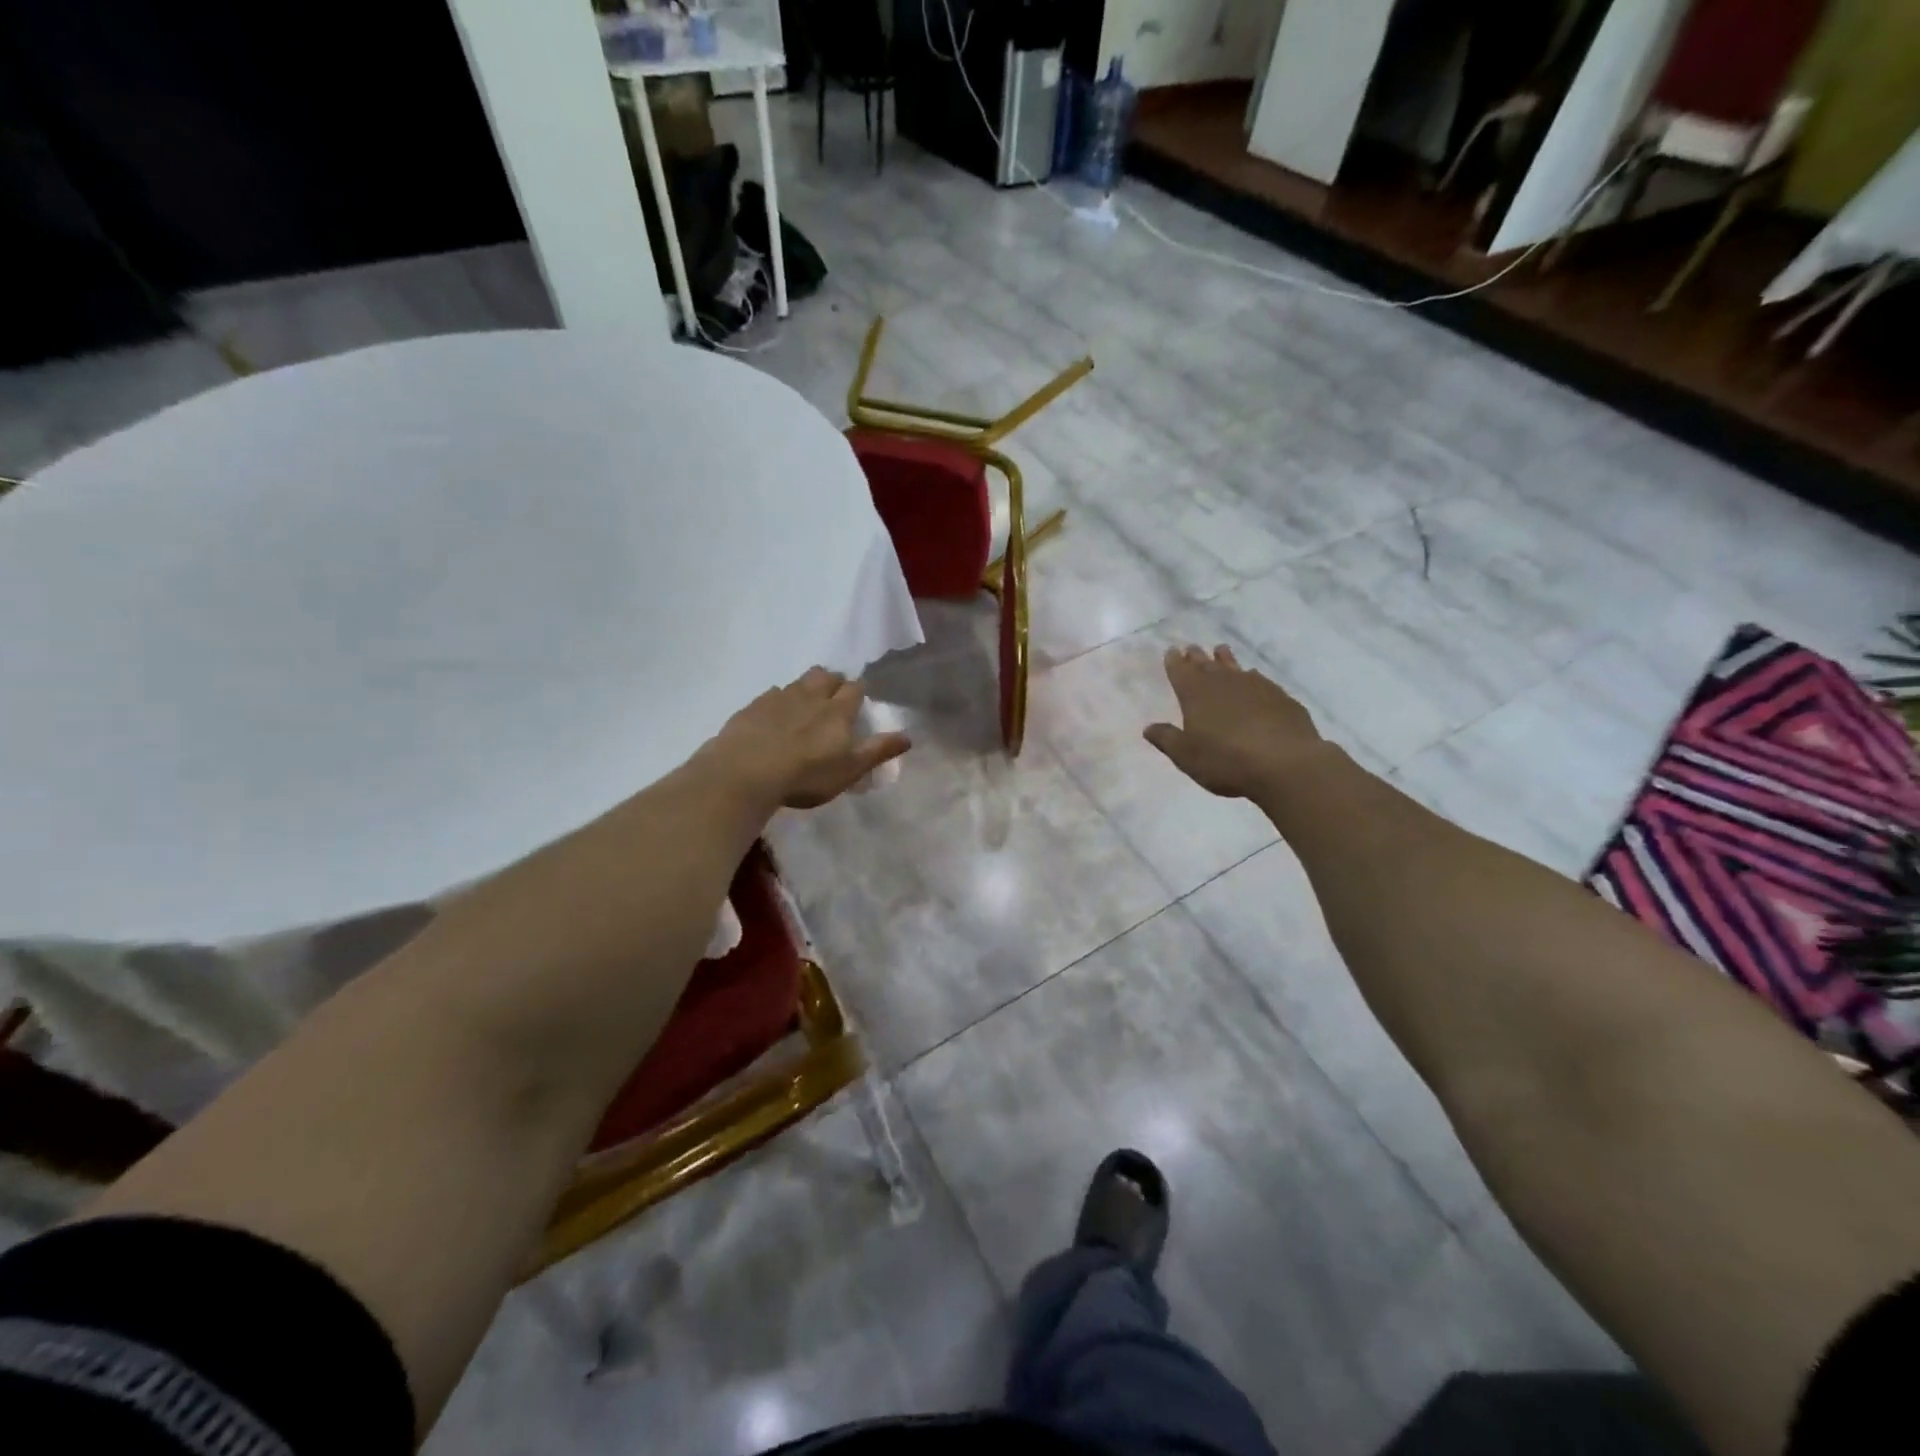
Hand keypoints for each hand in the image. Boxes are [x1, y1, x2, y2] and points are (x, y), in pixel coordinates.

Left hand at [704, 667, 910, 809]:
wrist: (746, 772)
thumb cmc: (806, 775)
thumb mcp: (850, 770)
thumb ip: (878, 751)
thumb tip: (909, 736)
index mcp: (837, 711)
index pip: (854, 689)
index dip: (858, 692)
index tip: (858, 701)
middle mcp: (811, 696)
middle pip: (826, 676)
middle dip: (833, 682)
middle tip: (833, 699)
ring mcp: (779, 698)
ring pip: (799, 682)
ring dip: (807, 688)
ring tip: (806, 705)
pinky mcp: (753, 707)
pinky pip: (771, 694)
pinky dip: (779, 700)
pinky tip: (775, 716)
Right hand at [1144, 644, 1327, 799]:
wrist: (1285, 763)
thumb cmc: (1226, 761)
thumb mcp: (1187, 756)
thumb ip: (1167, 739)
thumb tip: (1148, 727)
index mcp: (1196, 694)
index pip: (1180, 671)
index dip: (1174, 662)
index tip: (1172, 651)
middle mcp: (1224, 683)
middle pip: (1206, 665)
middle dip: (1197, 657)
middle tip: (1192, 648)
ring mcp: (1255, 686)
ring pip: (1235, 666)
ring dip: (1225, 659)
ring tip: (1220, 650)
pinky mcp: (1279, 697)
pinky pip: (1259, 680)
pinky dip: (1251, 677)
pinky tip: (1253, 678)